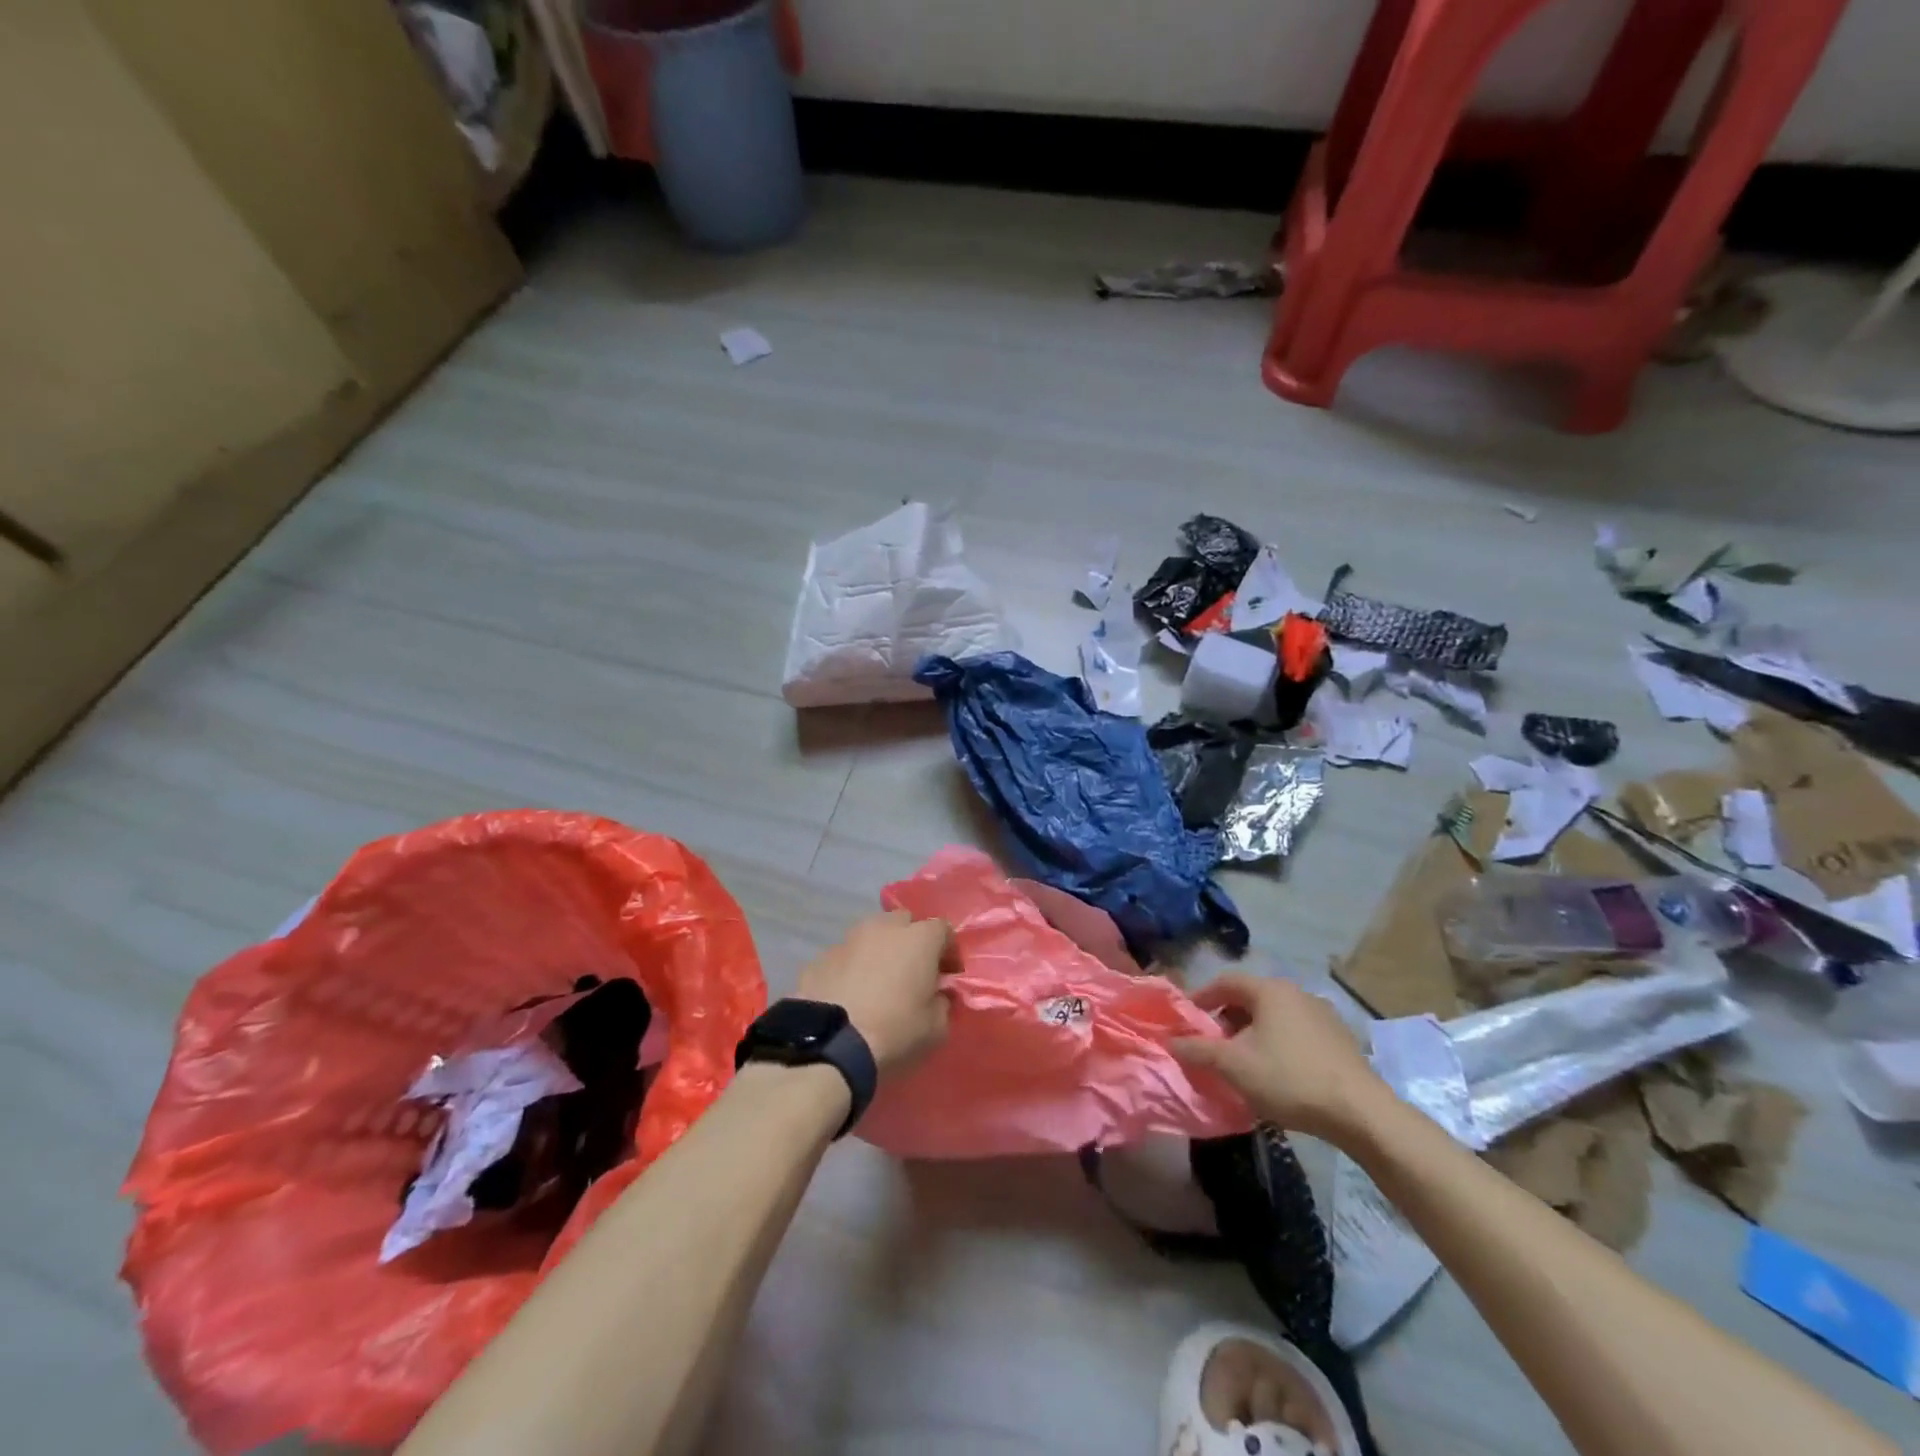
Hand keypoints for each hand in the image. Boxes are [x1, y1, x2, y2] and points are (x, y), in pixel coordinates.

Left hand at [796, 910, 953, 1076]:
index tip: (947, 974)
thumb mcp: (935, 1028)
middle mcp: (883, 928)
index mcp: (918, 939)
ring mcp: (847, 940)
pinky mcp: (820, 958)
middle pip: (904, 922)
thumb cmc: (894, 1032)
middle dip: (911, 942)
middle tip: (912, 972)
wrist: (829, 1044)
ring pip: (870, 935)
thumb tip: (938, 995)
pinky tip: (848, 995)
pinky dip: (851, 968)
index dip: (948, 951)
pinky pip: (844, 957)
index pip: (943, 929)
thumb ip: (943, 1003)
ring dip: (878, 951)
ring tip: (876, 982)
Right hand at [1172, 974, 1387, 1143]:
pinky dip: (1278, 1044)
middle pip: (1250, 998)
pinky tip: (1277, 1073)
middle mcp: (1296, 992)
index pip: (1225, 981)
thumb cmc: (1289, 1078)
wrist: (1361, 1113)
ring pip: (1274, 1016)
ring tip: (1243, 1062)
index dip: (1202, 997)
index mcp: (1270, 990)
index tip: (1187, 1019)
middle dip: (1226, 1019)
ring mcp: (1322, 1014)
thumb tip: (1170, 1041)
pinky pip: (1296, 1032)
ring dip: (1252, 1033)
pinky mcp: (1340, 1039)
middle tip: (1213, 1045)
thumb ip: (1197, 1050)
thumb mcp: (1234, 1066)